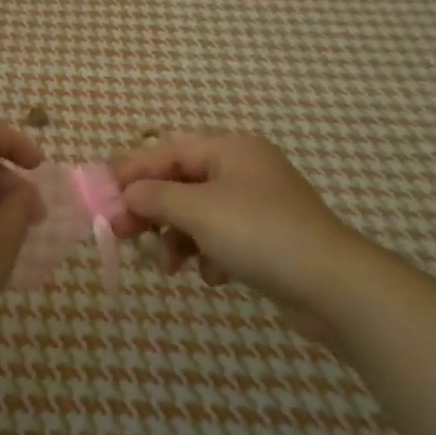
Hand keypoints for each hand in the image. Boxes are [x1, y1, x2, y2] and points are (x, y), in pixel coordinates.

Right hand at [111, 133, 357, 323]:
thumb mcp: (199, 210)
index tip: (103, 193)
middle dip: (153, 208)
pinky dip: (209, 253)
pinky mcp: (267, 237)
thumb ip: (155, 196)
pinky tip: (214, 275)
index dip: (132, 169)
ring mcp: (257, 203)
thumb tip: (128, 193)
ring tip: (170, 266)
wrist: (333, 286)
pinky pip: (222, 236)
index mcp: (230, 148)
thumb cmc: (259, 234)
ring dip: (178, 237)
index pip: (168, 149)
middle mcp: (243, 168)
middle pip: (181, 181)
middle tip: (122, 233)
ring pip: (199, 212)